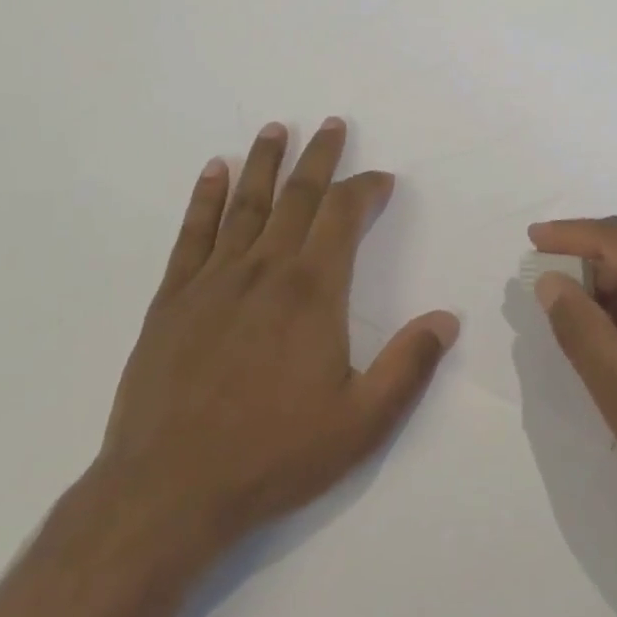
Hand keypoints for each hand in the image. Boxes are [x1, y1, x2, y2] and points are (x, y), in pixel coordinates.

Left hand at [91, 118, 459, 561]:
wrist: (168, 491)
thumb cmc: (272, 455)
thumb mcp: (360, 423)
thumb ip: (408, 366)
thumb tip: (448, 318)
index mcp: (313, 290)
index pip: (344, 215)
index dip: (365, 188)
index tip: (381, 178)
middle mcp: (265, 268)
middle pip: (298, 195)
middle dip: (319, 157)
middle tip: (332, 124)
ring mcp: (214, 278)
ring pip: (246, 203)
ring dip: (264, 162)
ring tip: (275, 129)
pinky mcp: (173, 297)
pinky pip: (193, 233)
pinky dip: (206, 198)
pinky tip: (214, 171)